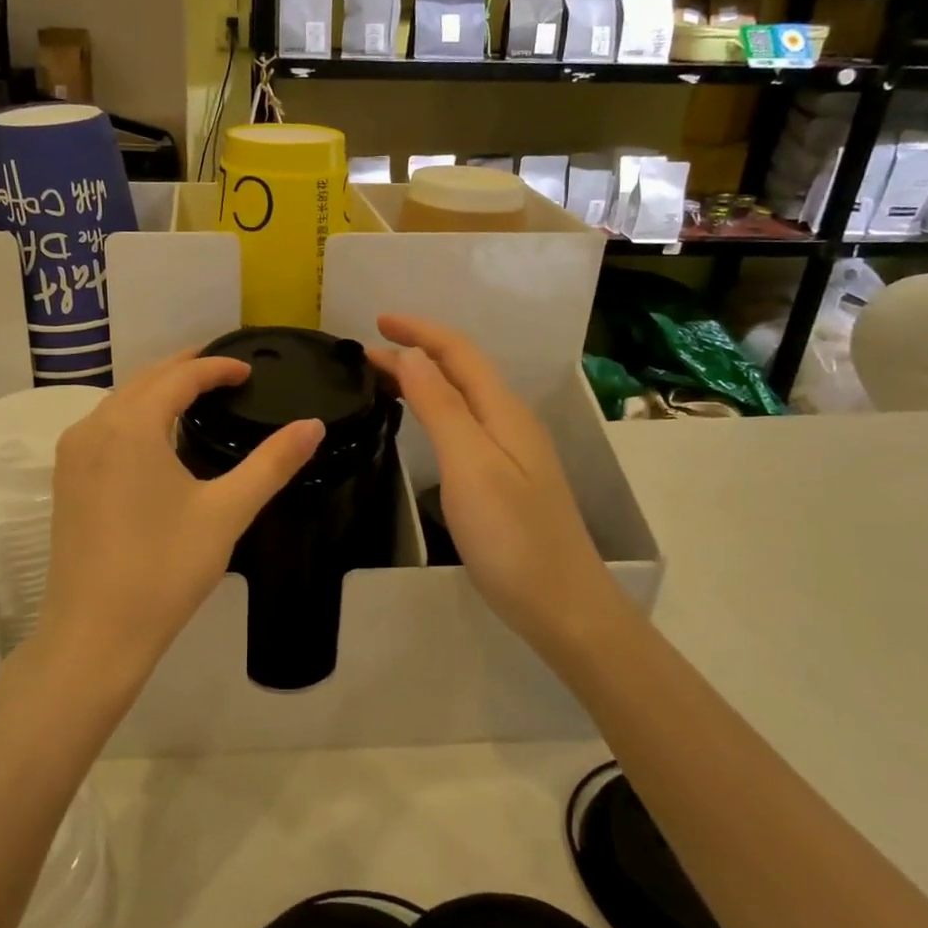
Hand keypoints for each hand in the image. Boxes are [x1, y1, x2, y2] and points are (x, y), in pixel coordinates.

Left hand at [37, 350, 322, 692]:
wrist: (95, 634)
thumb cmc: (164, 569)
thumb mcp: (226, 512)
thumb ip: (272, 463)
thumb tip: (313, 426)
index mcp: (131, 426)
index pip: (179, 376)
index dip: (216, 367)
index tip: (248, 370)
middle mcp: (93, 427)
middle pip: (144, 380)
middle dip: (184, 368)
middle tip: (225, 370)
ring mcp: (72, 454)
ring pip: (119, 402)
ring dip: (157, 390)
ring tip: (195, 394)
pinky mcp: (65, 480)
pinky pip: (103, 427)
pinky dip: (134, 415)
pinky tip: (155, 435)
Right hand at [368, 315, 607, 651]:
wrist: (562, 605)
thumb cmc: (512, 536)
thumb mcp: (470, 465)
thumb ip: (441, 407)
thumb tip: (411, 355)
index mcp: (503, 412)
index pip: (458, 352)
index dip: (419, 331)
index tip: (376, 322)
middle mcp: (509, 422)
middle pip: (461, 371)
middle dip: (416, 352)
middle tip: (365, 355)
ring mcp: (511, 452)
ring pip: (462, 398)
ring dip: (424, 380)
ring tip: (383, 380)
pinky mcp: (505, 479)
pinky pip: (464, 424)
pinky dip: (434, 409)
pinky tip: (421, 424)